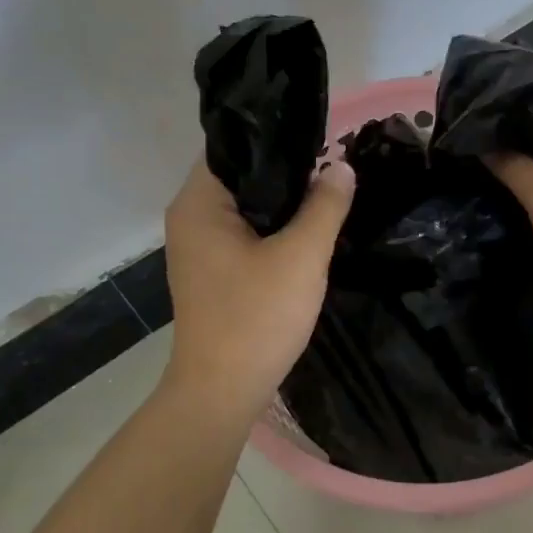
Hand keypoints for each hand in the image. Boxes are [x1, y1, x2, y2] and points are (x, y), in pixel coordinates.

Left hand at [162, 158, 355, 423]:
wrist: (223, 391)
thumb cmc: (257, 318)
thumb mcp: (302, 256)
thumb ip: (325, 206)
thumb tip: (342, 165)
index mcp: (199, 204)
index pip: (233, 148)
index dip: (277, 140)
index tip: (321, 141)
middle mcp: (190, 218)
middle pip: (242, 177)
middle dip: (288, 174)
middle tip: (334, 169)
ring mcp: (199, 248)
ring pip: (247, 208)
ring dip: (284, 206)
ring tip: (328, 196)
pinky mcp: (212, 272)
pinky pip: (245, 235)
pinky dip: (273, 231)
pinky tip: (307, 235)